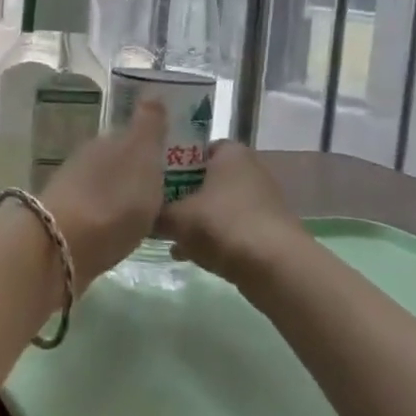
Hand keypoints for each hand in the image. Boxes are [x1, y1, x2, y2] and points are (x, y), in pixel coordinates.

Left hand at [39, 102, 168, 285]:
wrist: (62, 246)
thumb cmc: (113, 199)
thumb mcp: (141, 155)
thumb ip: (149, 125)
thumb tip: (151, 90)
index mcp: (107, 142)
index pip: (133, 136)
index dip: (153, 147)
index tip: (175, 162)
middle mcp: (87, 160)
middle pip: (118, 162)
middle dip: (138, 172)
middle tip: (168, 191)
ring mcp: (73, 191)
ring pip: (106, 187)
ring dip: (124, 197)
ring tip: (151, 215)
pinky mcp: (67, 222)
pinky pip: (98, 213)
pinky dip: (111, 219)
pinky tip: (124, 232)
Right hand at [159, 141, 306, 284]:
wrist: (276, 268)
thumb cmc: (222, 225)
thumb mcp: (175, 218)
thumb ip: (153, 213)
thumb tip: (139, 215)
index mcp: (229, 153)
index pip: (193, 147)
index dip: (169, 161)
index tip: (149, 179)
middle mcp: (248, 169)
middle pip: (203, 177)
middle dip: (178, 194)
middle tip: (153, 208)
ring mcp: (260, 200)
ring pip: (215, 204)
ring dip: (192, 218)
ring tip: (166, 236)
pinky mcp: (266, 228)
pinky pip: (228, 226)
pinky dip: (210, 237)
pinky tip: (186, 254)